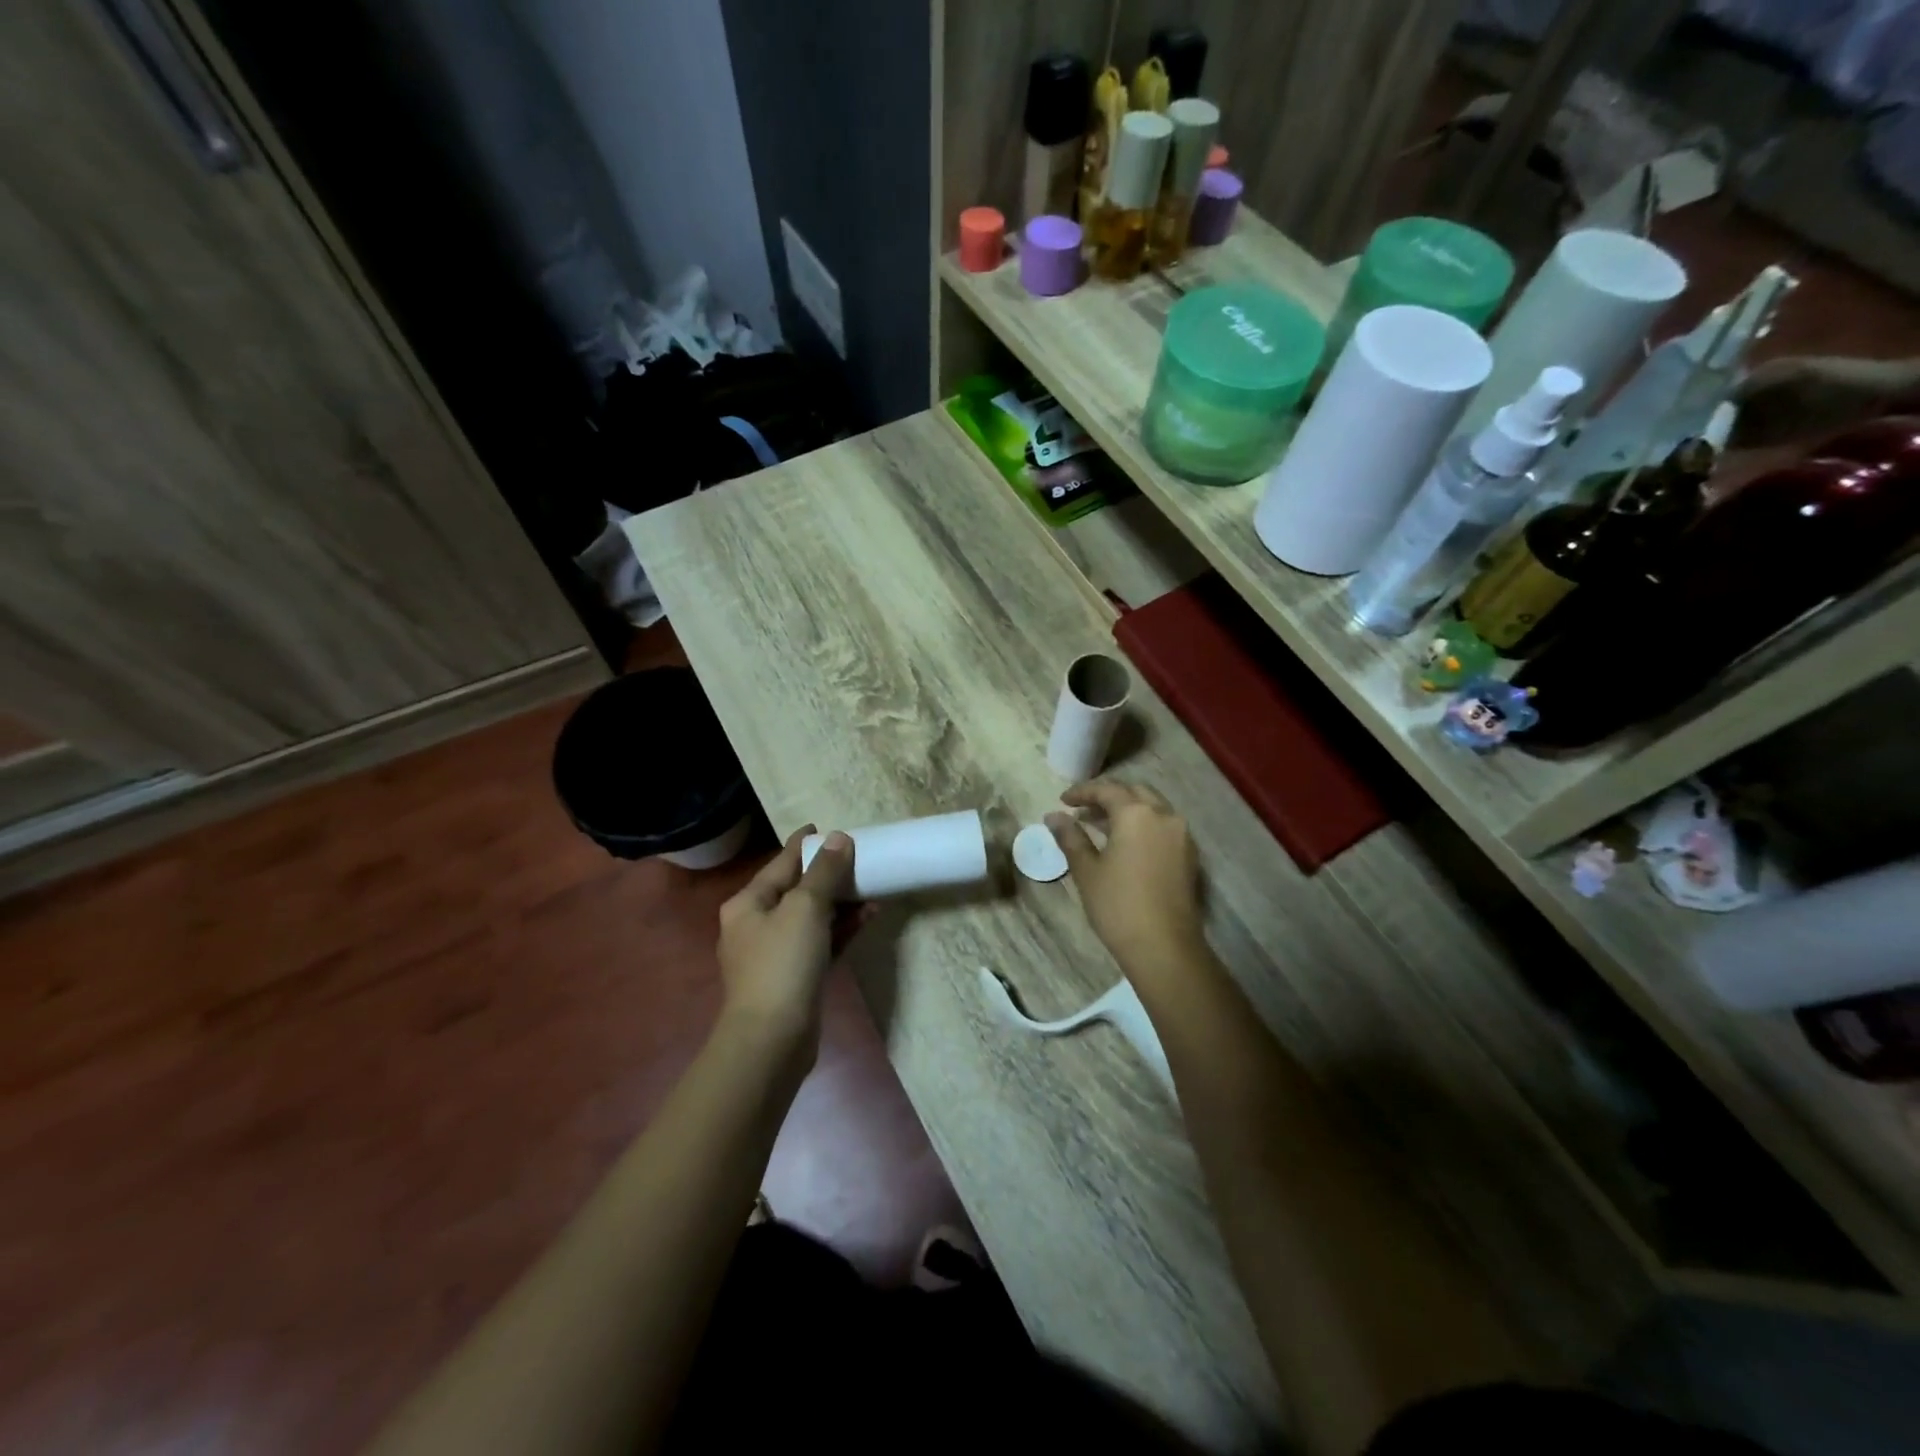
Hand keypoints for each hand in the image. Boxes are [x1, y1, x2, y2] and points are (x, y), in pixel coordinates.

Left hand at [716, 826, 853, 1064]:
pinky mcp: (794, 978)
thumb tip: (838, 838)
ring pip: (811, 917)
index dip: (803, 845)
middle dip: (828, 875)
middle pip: (796, 889)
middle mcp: (756, 925)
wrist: (772, 1040)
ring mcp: (775, 954)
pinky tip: (868, 917)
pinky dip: (842, 929)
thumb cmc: (782, 963)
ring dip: (841, 903)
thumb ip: (823, 872)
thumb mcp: (805, 908)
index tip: (825, 829)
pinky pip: (821, 942)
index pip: (780, 863)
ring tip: (872, 888)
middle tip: (858, 858)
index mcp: (747, 903)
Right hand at [1046, 782, 1203, 974]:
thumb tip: (1053, 816)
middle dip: (1108, 796)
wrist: (1164, 947)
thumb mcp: (1087, 870)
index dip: (1082, 792)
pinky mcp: (1190, 855)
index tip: (1063, 801)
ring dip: (1127, 810)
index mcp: (1137, 813)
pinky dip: (1143, 825)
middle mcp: (1164, 815)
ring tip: (1100, 826)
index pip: (1107, 790)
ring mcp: (1182, 835)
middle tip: (1083, 810)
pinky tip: (1126, 844)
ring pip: (1152, 808)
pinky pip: (1163, 826)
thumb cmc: (1118, 905)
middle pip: (1134, 792)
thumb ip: (1071, 837)